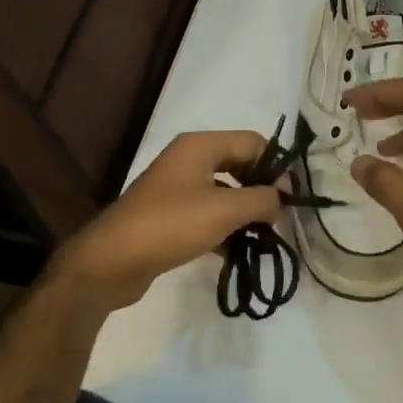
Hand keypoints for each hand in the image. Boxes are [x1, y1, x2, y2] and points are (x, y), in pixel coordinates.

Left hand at [48, 131, 280, 312]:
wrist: (111, 261)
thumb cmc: (171, 225)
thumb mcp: (224, 210)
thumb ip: (261, 199)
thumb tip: (281, 197)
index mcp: (200, 146)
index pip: (253, 141)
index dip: (276, 166)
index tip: (291, 197)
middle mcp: (189, 160)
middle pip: (239, 165)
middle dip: (262, 190)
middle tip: (280, 218)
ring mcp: (178, 189)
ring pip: (225, 193)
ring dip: (246, 212)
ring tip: (264, 238)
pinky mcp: (171, 216)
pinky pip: (209, 214)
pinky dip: (226, 229)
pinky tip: (239, 252)